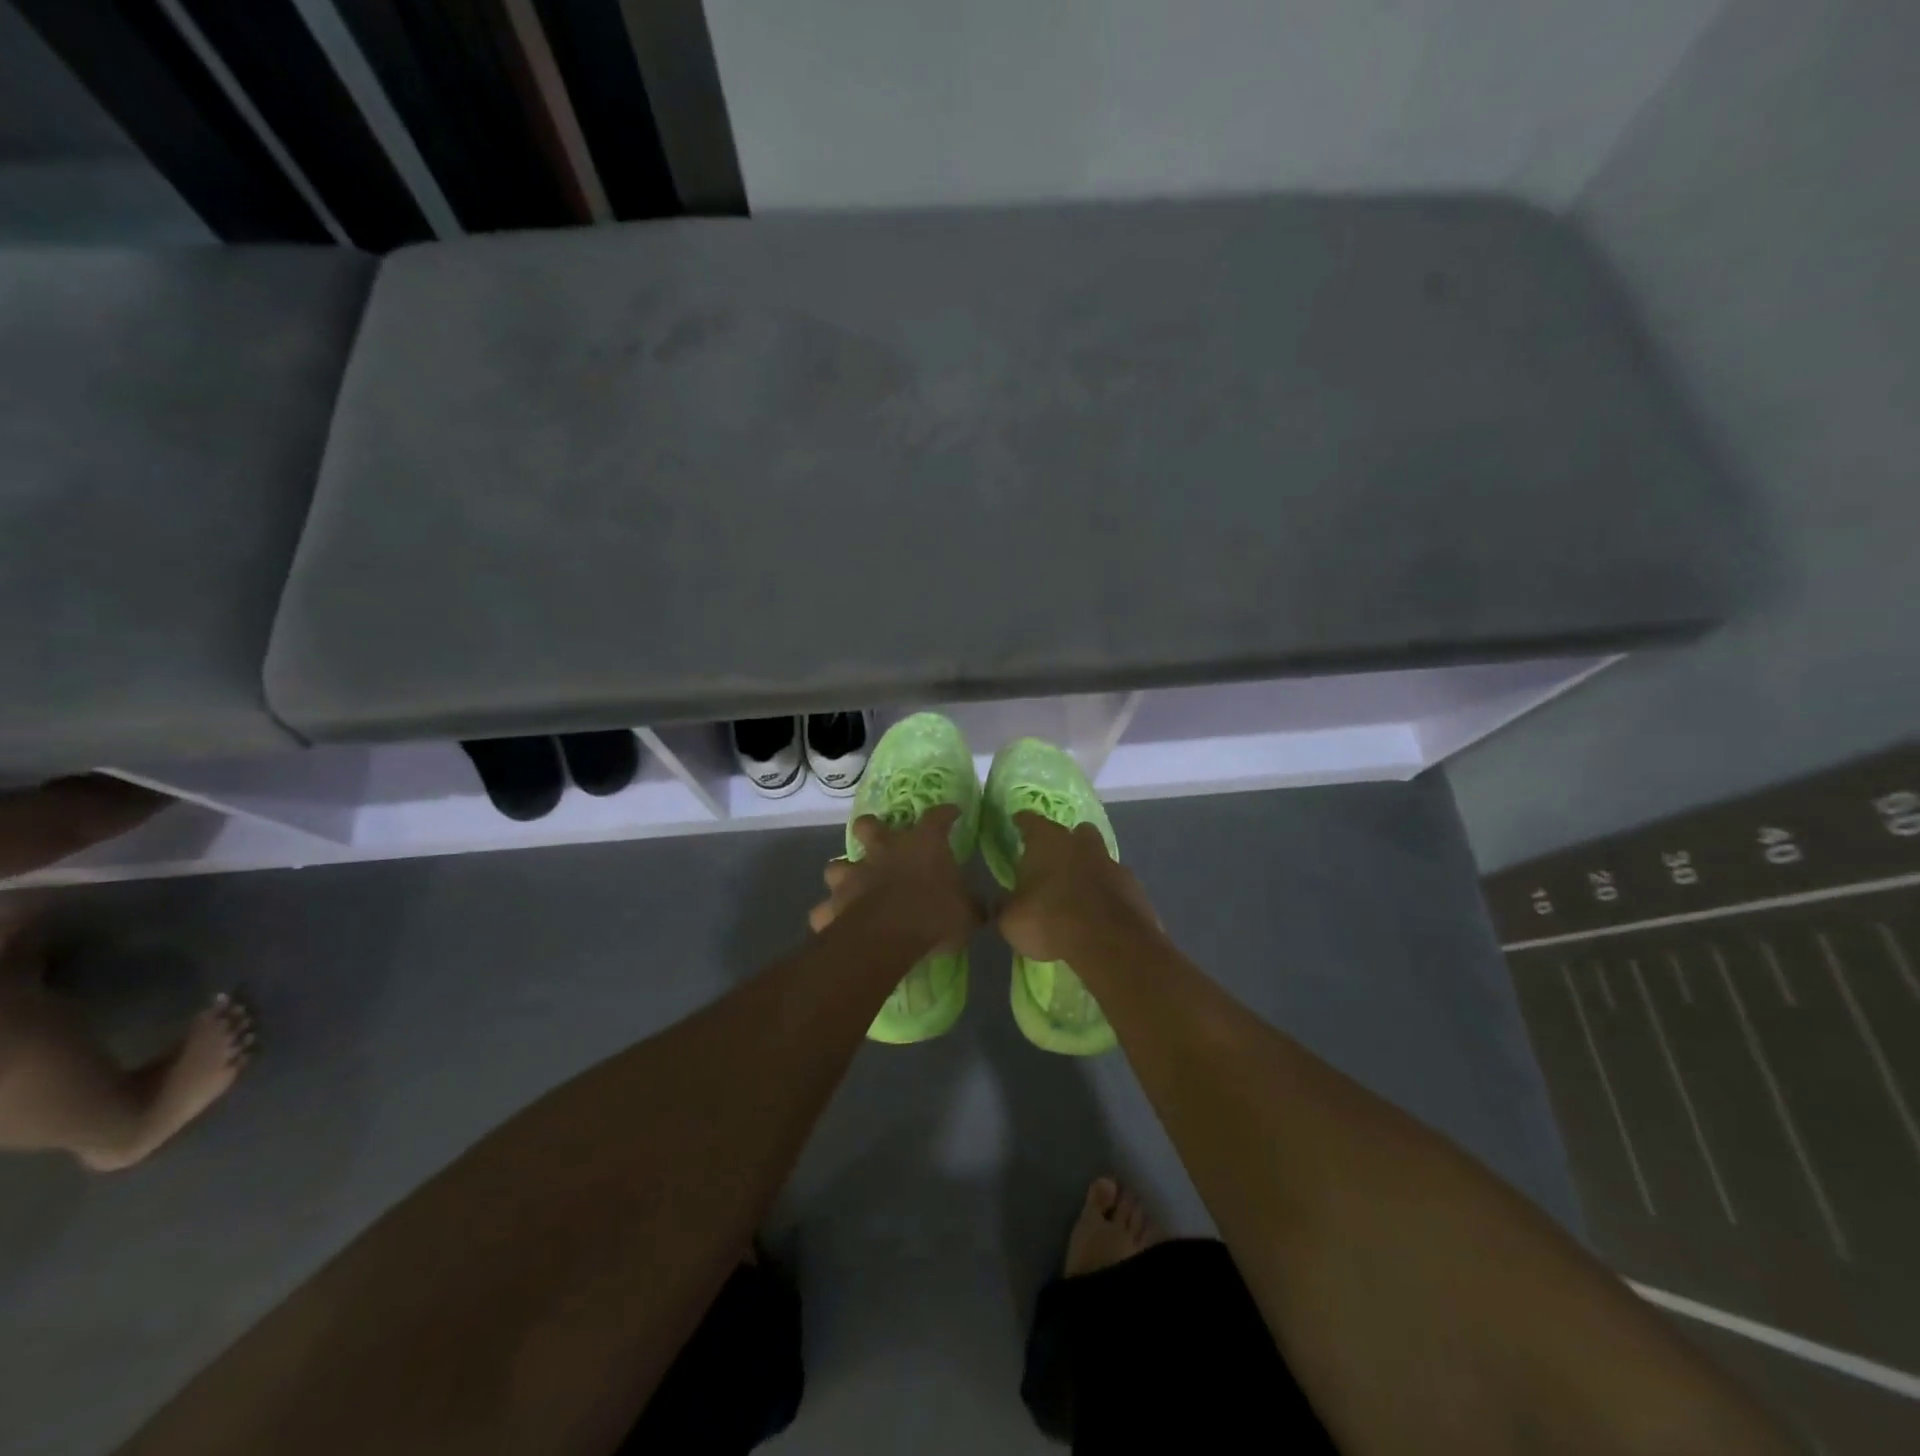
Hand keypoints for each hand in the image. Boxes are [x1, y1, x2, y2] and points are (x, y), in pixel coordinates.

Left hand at [808, 807, 978, 953]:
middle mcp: (884, 851)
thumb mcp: (968, 914)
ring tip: (852, 885)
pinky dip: (830, 915)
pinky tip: (838, 923)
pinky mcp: (833, 904)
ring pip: (837, 865)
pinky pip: (824, 910)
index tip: (952, 813)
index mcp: (922, 845)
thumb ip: (972, 907)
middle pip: (869, 825)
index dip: (946, 813)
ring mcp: (853, 875)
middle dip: (871, 829)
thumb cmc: (934, 914)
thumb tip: (979, 909)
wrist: (887, 936)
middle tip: (878, 840)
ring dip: (844, 874)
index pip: (937, 817)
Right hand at [997, 813, 1161, 963]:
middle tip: (1055, 859)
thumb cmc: (1049, 920)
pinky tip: (1101, 913)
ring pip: (1100, 857)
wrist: (1108, 941)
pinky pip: (1117, 885)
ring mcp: (1112, 864)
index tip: (1018, 821)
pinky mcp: (1134, 888)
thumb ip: (1005, 906)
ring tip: (1079, 892)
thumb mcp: (1011, 919)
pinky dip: (1108, 894)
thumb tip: (1002, 902)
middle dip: (1068, 841)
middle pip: (1076, 832)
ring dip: (1090, 869)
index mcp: (1047, 842)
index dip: (1023, 822)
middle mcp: (1081, 844)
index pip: (1031, 821)